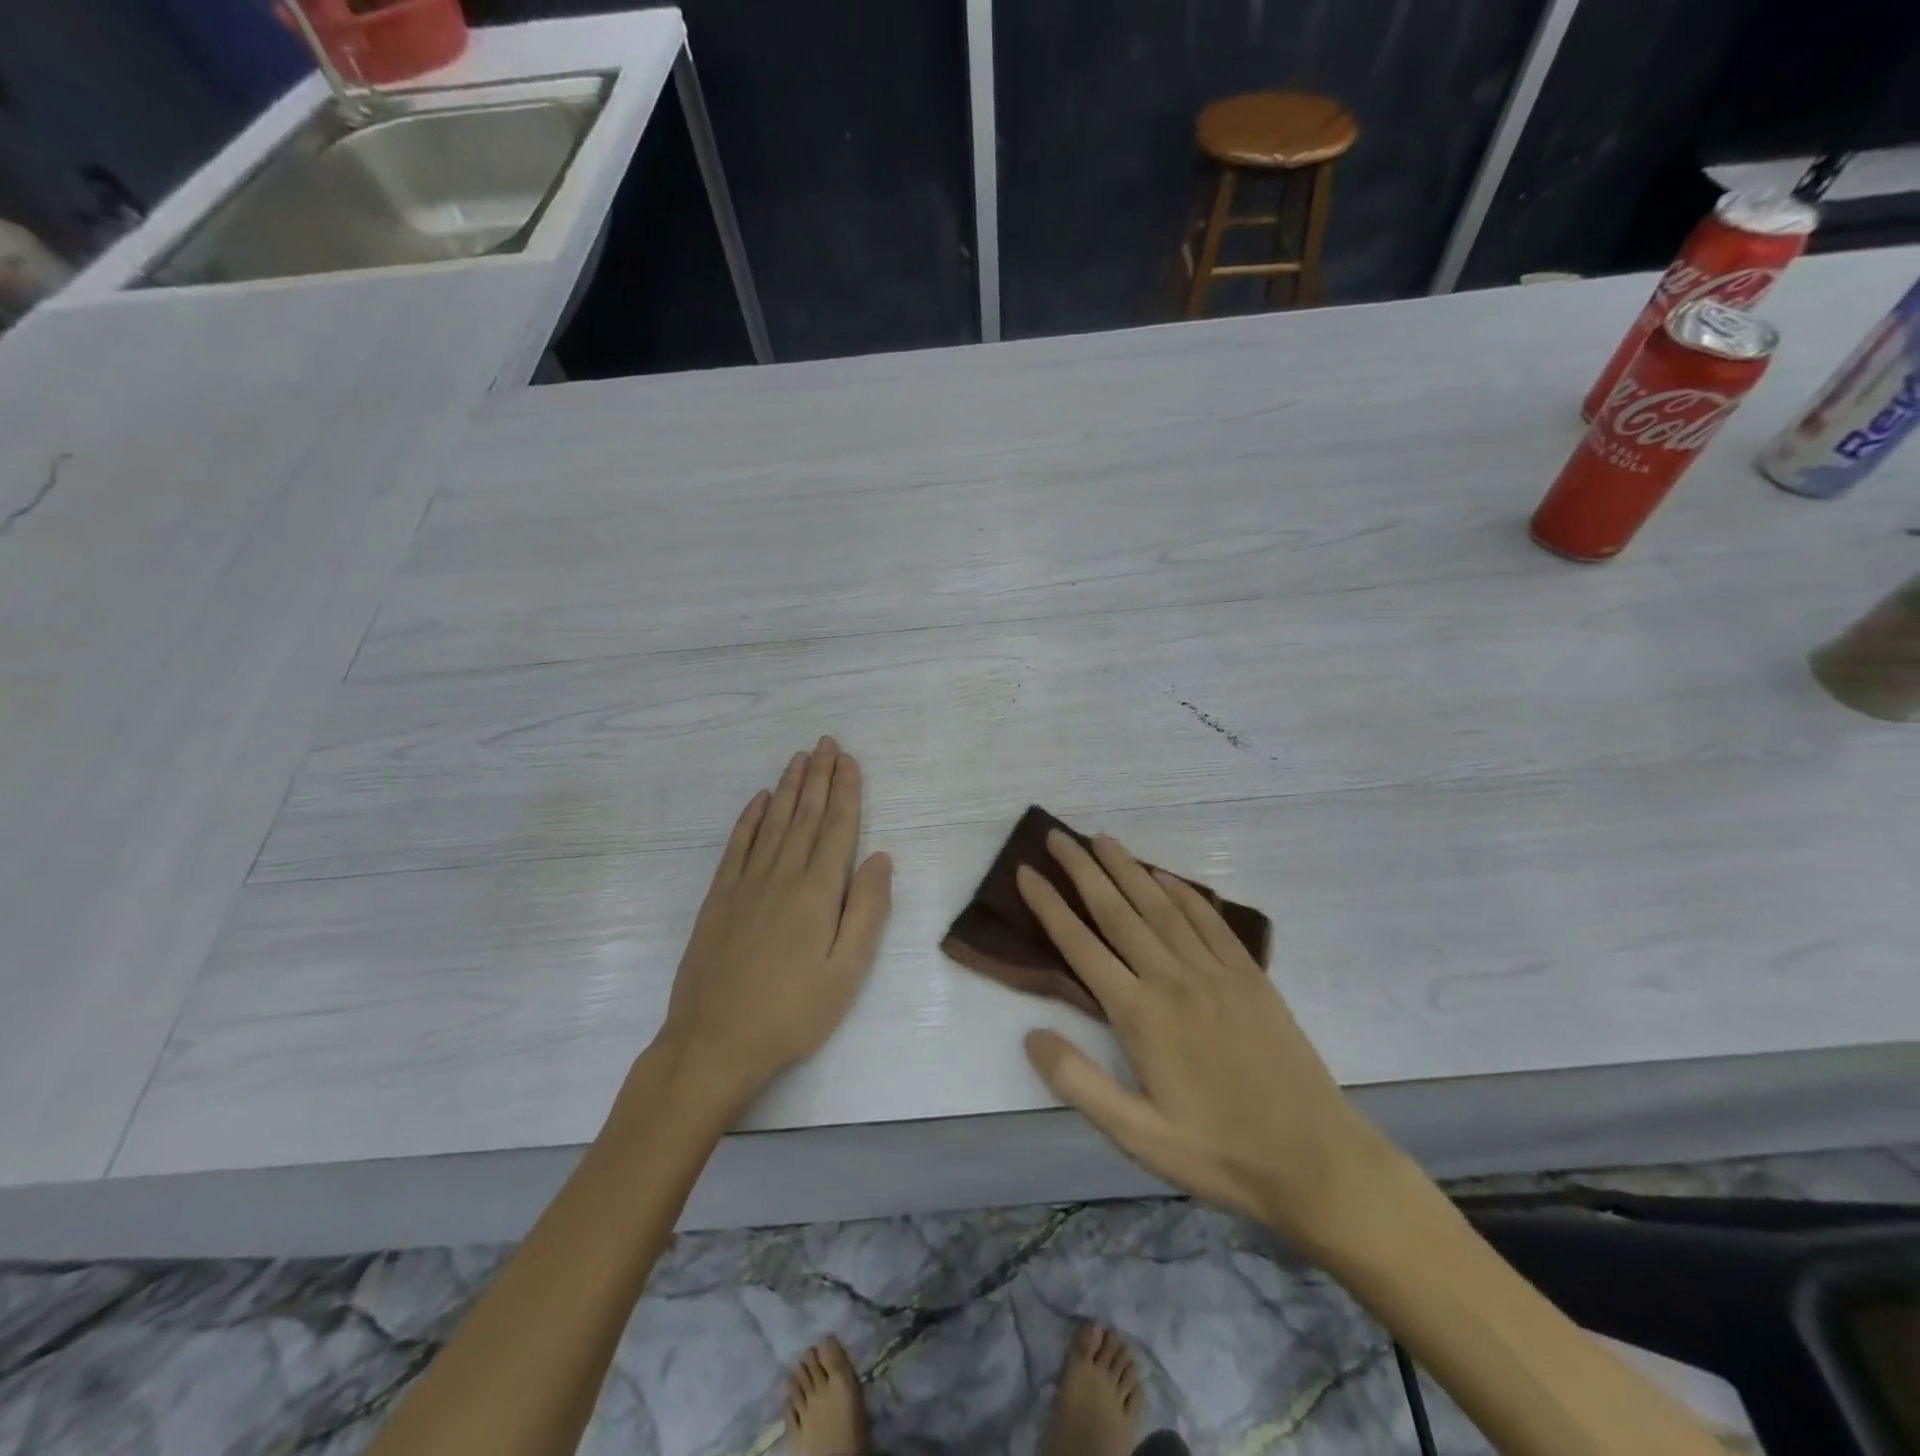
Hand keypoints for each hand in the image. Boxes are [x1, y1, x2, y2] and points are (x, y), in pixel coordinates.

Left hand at [649, 738, 892, 1111]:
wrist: (714, 1043)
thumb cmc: (792, 1013)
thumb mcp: (847, 972)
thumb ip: (867, 911)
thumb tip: (881, 858)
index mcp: (817, 892)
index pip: (837, 828)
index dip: (845, 790)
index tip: (849, 760)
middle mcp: (782, 876)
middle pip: (805, 815)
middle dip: (818, 776)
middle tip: (825, 743)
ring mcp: (745, 884)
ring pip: (773, 822)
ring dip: (788, 787)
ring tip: (799, 758)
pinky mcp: (718, 898)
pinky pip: (737, 845)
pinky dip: (750, 818)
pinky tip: (759, 800)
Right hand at [1017, 831, 1405, 1249]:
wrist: (1316, 1159)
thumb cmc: (1219, 1152)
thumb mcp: (1137, 1136)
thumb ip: (1079, 1083)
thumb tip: (1030, 1034)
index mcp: (1140, 1015)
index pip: (1080, 946)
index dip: (1049, 905)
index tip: (1026, 871)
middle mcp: (1172, 979)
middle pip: (1117, 911)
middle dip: (1083, 870)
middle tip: (1056, 835)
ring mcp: (1215, 971)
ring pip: (1160, 906)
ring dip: (1128, 868)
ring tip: (1102, 840)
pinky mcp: (1248, 975)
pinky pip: (1208, 919)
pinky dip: (1182, 890)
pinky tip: (1164, 875)